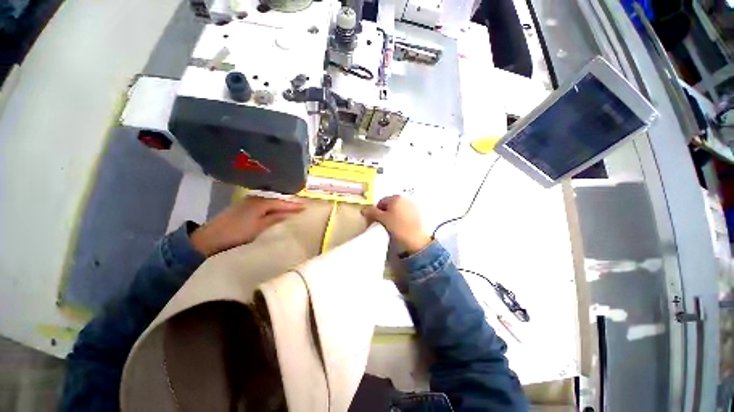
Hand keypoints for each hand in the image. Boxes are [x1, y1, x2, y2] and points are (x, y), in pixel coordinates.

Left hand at [191, 196, 304, 255]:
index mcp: (261, 202)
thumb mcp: (260, 227)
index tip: (307, 207)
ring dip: (281, 206)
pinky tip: (276, 212)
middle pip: (277, 201)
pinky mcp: (243, 207)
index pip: (282, 203)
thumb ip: (276, 218)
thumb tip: (291, 214)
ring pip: (270, 203)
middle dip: (289, 204)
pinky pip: (264, 206)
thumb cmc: (237, 233)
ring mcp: (248, 202)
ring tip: (292, 210)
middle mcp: (255, 199)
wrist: (209, 239)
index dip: (295, 206)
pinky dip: (272, 208)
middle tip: (302, 208)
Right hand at [362, 195, 431, 253]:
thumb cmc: (398, 228)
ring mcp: (414, 204)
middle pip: (391, 204)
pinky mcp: (420, 212)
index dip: (377, 211)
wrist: (418, 240)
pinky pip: (407, 212)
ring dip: (395, 214)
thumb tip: (364, 209)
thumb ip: (372, 213)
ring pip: (399, 208)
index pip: (381, 202)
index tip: (377, 221)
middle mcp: (405, 198)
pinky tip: (404, 226)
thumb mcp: (382, 220)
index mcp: (395, 197)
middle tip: (385, 223)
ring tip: (395, 225)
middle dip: (387, 212)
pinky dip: (404, 216)